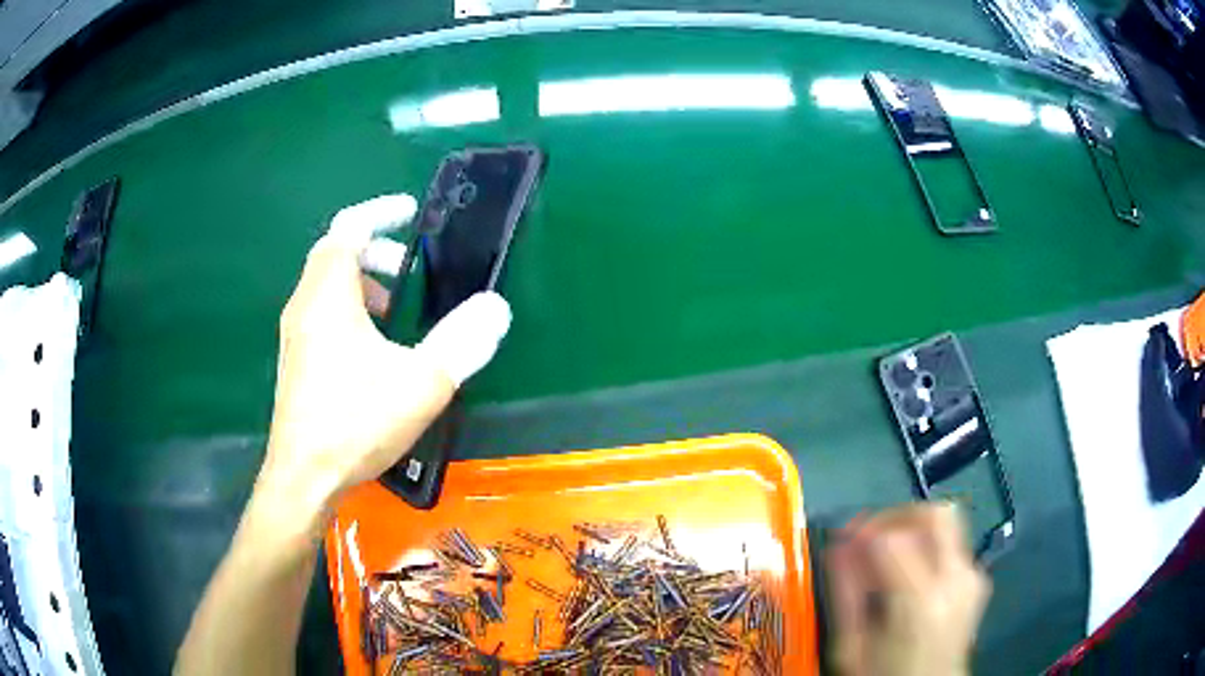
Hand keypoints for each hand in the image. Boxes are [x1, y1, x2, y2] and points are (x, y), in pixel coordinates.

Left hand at [259, 194, 511, 522]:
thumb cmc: (355, 424)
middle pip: (334, 254)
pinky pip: (319, 313)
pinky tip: (371, 350)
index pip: (348, 228)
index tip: (410, 213)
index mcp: (329, 296)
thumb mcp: (420, 383)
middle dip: (374, 250)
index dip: (380, 213)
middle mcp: (304, 306)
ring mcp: (294, 335)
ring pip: (324, 285)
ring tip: (393, 308)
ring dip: (360, 281)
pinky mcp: (295, 362)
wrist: (303, 479)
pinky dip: (347, 309)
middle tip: (410, 269)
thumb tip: (495, 308)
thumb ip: (461, 342)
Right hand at [825, 503, 991, 675]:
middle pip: (935, 515)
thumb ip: (846, 595)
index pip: (894, 538)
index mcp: (921, 602)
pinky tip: (907, 576)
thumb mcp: (853, 647)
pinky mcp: (977, 580)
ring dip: (913, 530)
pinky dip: (926, 547)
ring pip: (947, 524)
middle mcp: (956, 580)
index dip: (864, 530)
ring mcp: (972, 578)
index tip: (843, 539)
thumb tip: (837, 548)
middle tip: (870, 536)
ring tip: (886, 557)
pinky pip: (951, 546)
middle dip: (898, 516)